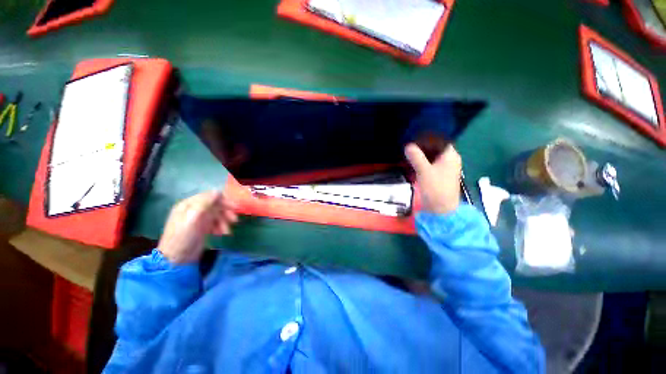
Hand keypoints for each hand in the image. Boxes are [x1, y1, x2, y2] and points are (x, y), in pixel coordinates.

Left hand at [157, 191, 237, 263]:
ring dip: (224, 221)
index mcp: (189, 204)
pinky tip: (221, 234)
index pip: (210, 196)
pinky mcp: (203, 228)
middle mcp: (194, 209)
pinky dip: (220, 227)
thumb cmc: (183, 237)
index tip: (234, 208)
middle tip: (234, 220)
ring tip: (226, 232)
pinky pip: (215, 223)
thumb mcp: (193, 218)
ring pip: (217, 215)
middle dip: (226, 212)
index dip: (223, 201)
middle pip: (215, 205)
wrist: (176, 259)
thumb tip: (217, 191)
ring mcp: (199, 219)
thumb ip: (204, 204)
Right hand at [405, 143, 461, 213]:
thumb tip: (408, 145)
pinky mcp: (439, 175)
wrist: (441, 209)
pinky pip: (430, 163)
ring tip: (409, 151)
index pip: (440, 140)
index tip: (415, 135)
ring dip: (422, 154)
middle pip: (436, 148)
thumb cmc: (436, 188)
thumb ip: (416, 157)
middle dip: (423, 145)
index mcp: (450, 156)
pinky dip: (422, 161)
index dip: (428, 137)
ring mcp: (444, 168)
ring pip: (432, 156)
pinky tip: (413, 161)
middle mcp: (449, 159)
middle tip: (409, 143)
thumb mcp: (424, 171)